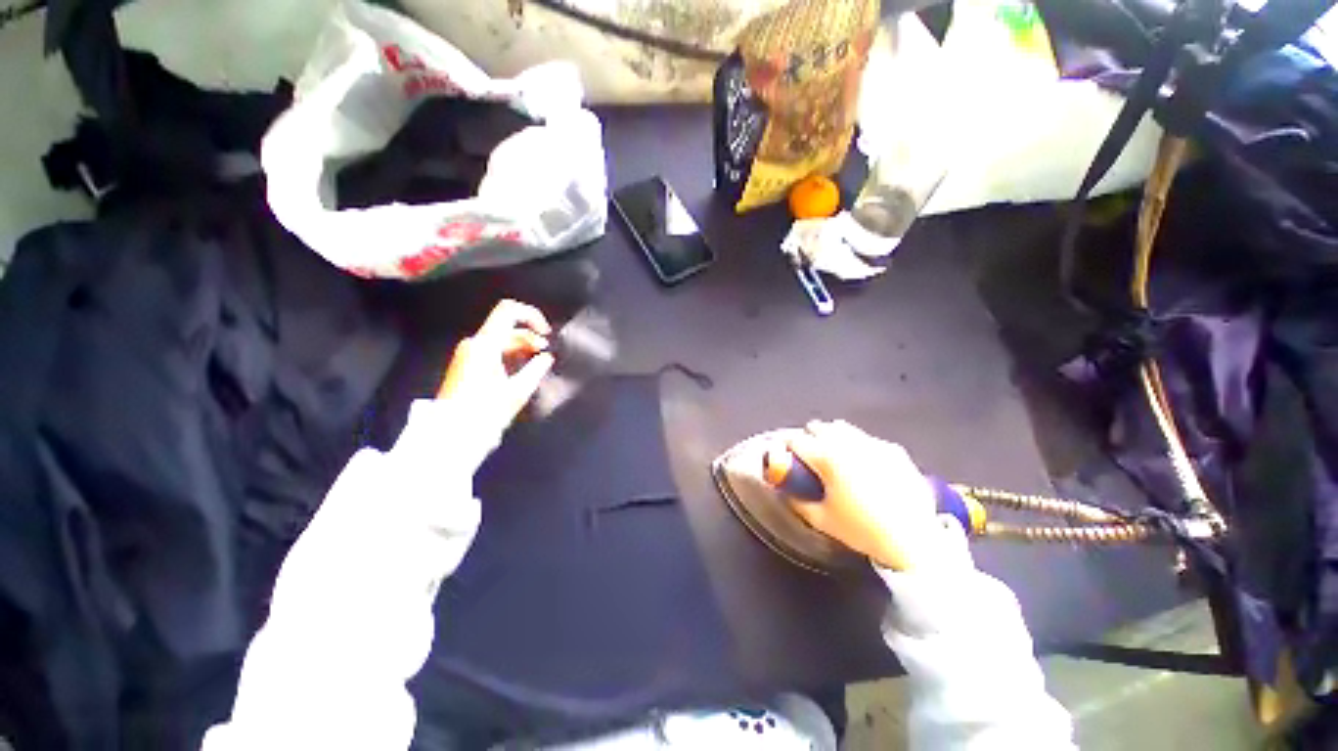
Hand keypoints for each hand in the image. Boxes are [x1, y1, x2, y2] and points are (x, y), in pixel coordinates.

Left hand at [437, 300, 554, 427]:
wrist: (452, 432)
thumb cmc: (485, 411)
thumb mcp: (518, 390)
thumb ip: (536, 369)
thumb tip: (546, 357)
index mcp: (485, 345)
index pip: (508, 311)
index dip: (531, 316)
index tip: (545, 333)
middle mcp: (474, 344)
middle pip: (507, 327)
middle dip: (530, 336)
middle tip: (545, 353)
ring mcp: (468, 354)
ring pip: (500, 339)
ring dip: (521, 346)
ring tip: (537, 361)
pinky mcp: (466, 364)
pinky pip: (492, 350)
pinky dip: (510, 354)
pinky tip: (521, 368)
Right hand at [785, 420, 941, 571]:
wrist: (914, 540)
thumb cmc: (861, 530)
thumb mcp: (821, 520)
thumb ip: (797, 501)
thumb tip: (785, 491)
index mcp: (826, 458)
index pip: (796, 440)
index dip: (786, 445)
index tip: (786, 453)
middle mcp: (847, 444)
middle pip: (819, 427)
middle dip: (809, 437)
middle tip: (809, 454)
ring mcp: (873, 444)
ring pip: (843, 428)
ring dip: (832, 436)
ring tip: (834, 453)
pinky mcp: (893, 450)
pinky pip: (868, 439)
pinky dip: (859, 446)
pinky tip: (864, 463)